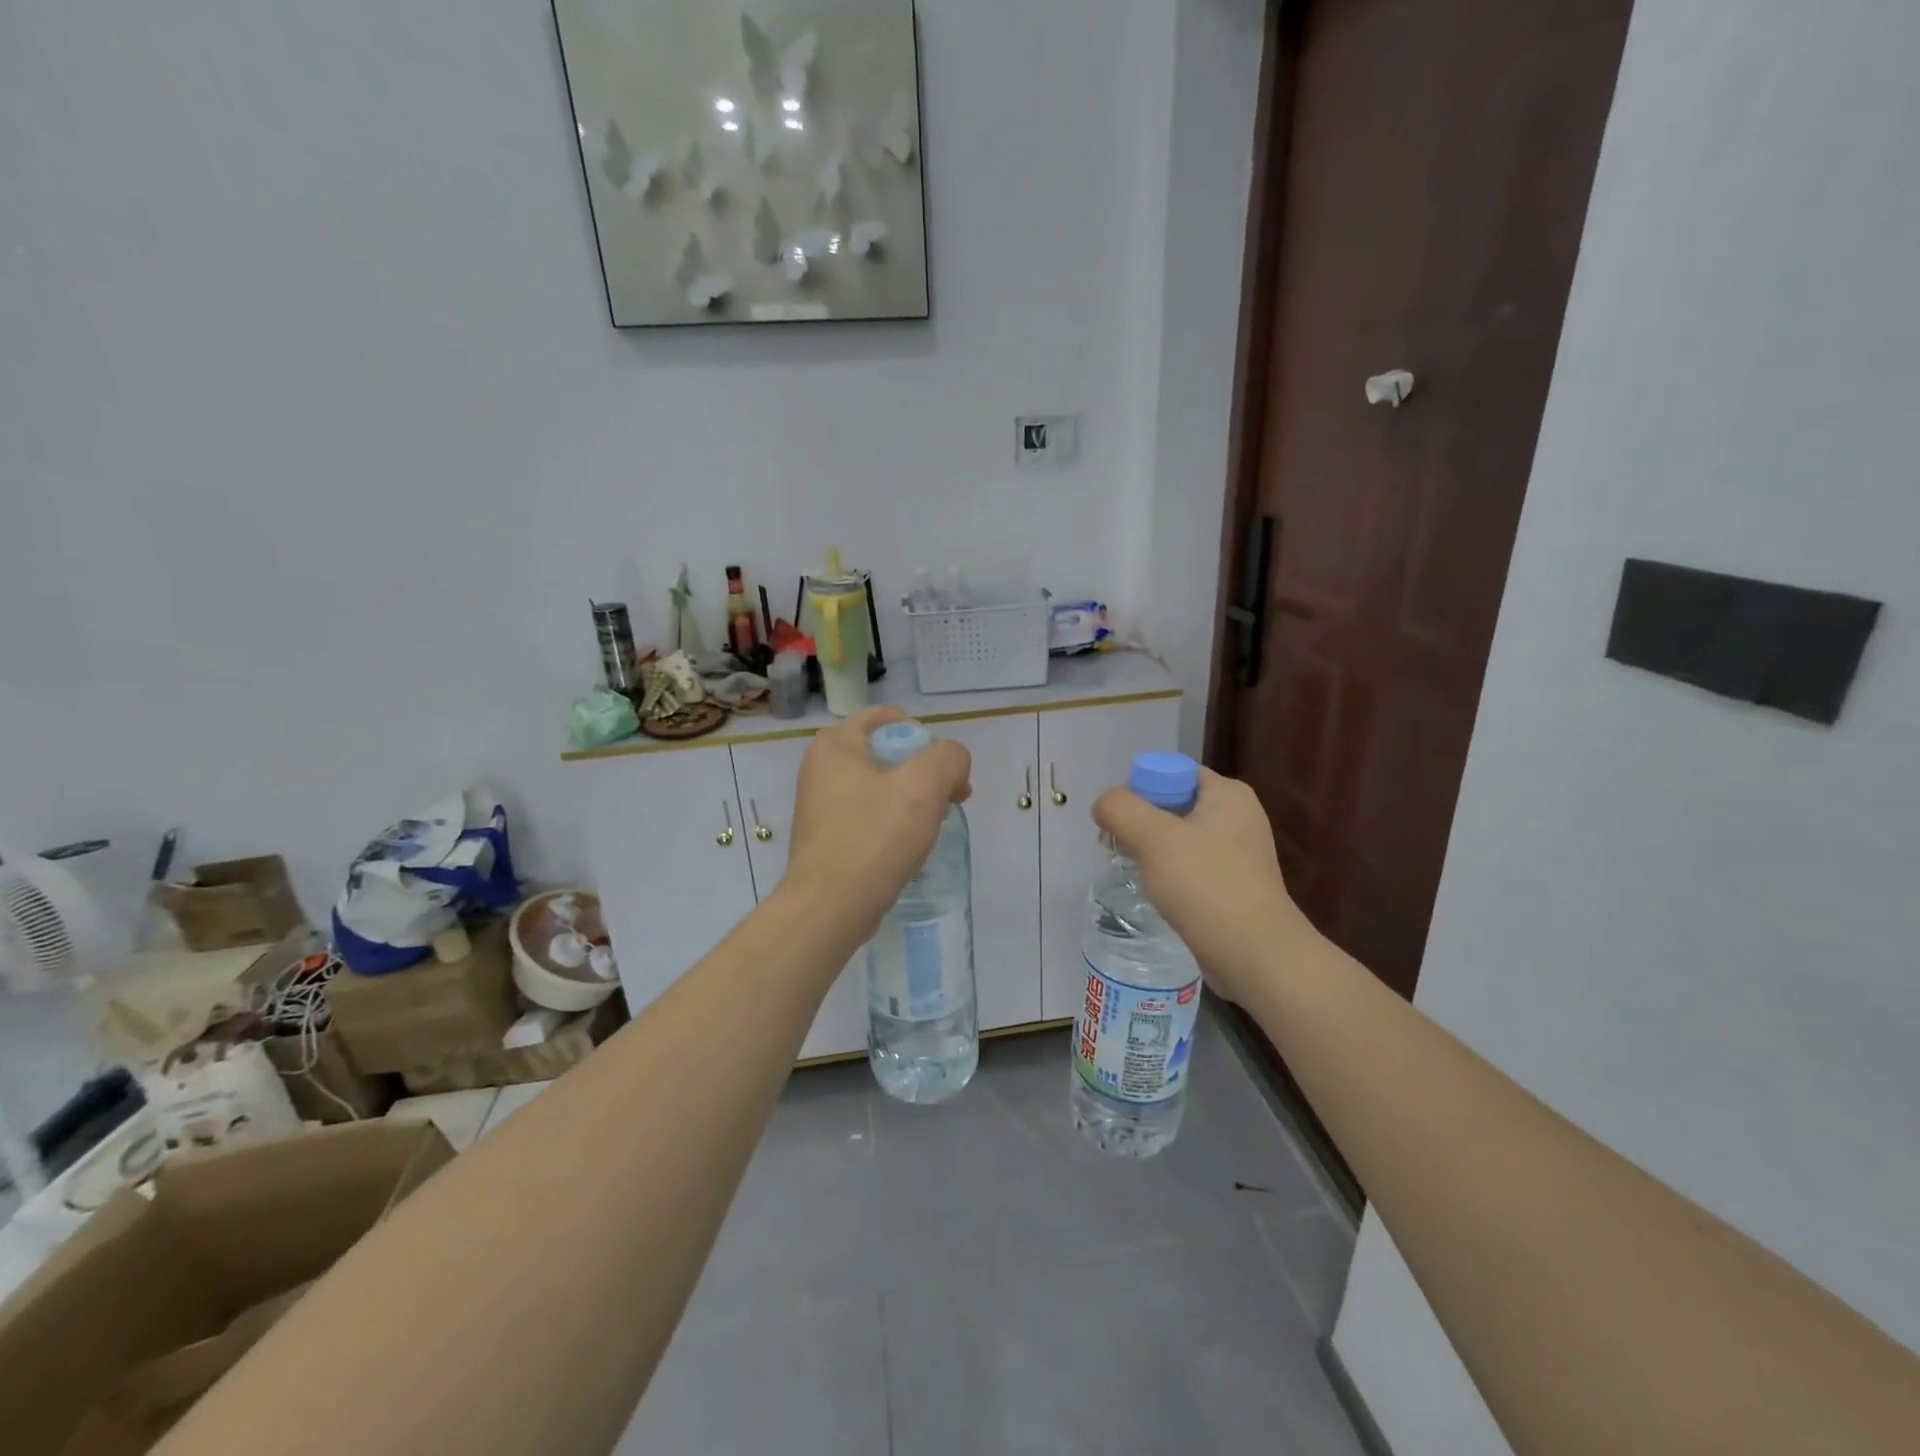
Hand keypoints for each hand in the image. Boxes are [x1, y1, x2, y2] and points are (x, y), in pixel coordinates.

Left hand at [781, 706, 971, 943]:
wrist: (830, 907)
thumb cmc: (874, 837)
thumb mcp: (924, 785)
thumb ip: (949, 758)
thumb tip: (952, 764)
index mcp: (836, 744)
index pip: (886, 718)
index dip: (923, 735)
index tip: (944, 767)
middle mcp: (822, 768)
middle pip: (888, 753)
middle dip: (925, 771)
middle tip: (950, 799)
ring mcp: (822, 805)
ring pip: (882, 787)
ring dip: (914, 800)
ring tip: (934, 825)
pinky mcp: (829, 838)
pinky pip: (871, 816)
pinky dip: (895, 824)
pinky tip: (910, 846)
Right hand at [1091, 768, 1304, 1003]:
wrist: (1255, 955)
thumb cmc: (1206, 886)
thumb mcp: (1154, 837)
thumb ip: (1120, 809)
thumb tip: (1104, 805)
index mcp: (1228, 794)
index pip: (1171, 773)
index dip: (1139, 792)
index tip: (1120, 824)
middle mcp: (1238, 816)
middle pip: (1172, 803)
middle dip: (1139, 823)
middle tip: (1115, 847)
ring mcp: (1238, 852)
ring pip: (1178, 837)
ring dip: (1150, 850)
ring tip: (1133, 871)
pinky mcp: (1234, 884)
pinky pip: (1191, 865)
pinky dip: (1169, 873)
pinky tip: (1157, 892)